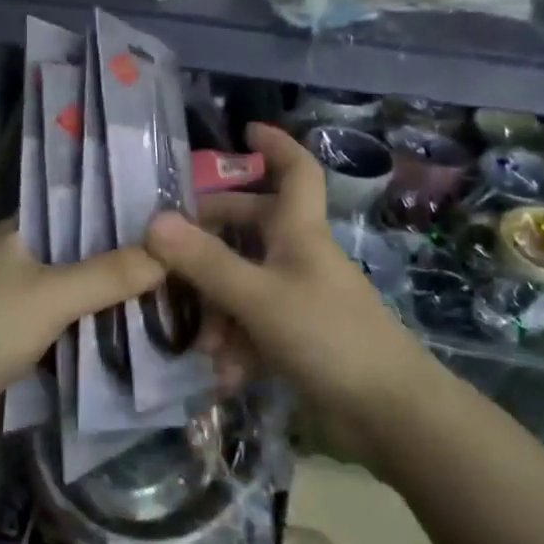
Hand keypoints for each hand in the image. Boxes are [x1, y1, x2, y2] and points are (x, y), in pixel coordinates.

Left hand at [0, 222, 163, 456]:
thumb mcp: (51, 296)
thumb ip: (109, 274)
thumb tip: (170, 254)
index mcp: (23, 232)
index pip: (84, 208)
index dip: (127, 212)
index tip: (177, 219)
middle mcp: (24, 261)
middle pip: (87, 254)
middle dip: (130, 263)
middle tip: (189, 266)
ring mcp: (21, 304)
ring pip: (81, 296)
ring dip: (117, 303)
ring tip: (180, 300)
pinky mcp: (22, 344)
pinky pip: (70, 331)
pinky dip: (99, 335)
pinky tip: (142, 339)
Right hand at [145, 123, 427, 440]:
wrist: (390, 413)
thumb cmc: (328, 336)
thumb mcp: (258, 297)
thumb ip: (206, 262)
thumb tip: (154, 221)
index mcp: (299, 231)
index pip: (295, 170)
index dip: (275, 145)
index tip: (245, 130)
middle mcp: (299, 256)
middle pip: (251, 227)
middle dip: (210, 238)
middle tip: (169, 251)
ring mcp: (301, 298)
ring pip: (245, 283)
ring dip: (218, 309)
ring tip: (202, 343)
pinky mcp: (300, 338)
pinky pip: (255, 327)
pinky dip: (237, 345)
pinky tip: (225, 375)